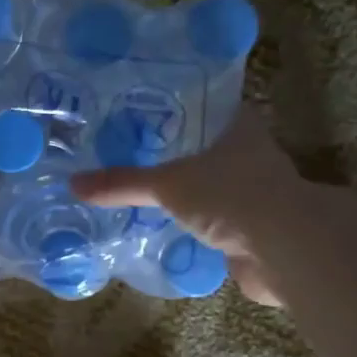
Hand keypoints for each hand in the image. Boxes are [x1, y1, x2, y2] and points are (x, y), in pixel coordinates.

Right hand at [72, 109, 302, 304]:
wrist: (284, 251)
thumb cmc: (230, 196)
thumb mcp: (167, 185)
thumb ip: (123, 183)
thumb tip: (72, 183)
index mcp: (239, 129)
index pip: (208, 105)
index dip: (180, 105)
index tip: (146, 110)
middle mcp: (251, 156)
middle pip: (207, 147)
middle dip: (176, 153)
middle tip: (132, 154)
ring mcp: (255, 195)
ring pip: (212, 187)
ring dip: (186, 193)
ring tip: (141, 193)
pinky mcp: (252, 230)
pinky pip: (214, 222)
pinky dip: (192, 226)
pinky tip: (164, 229)